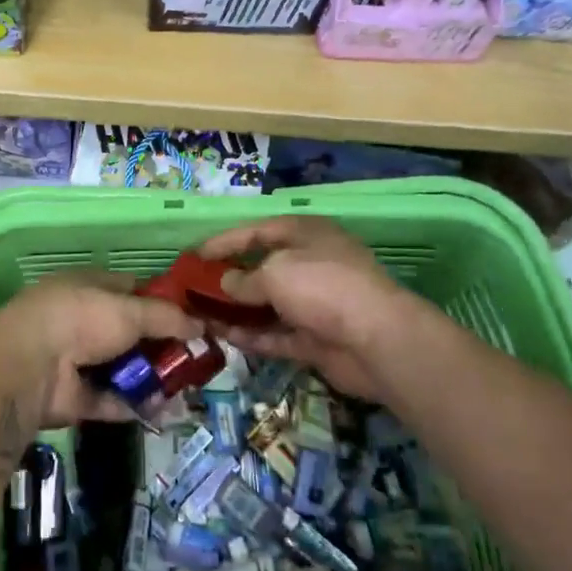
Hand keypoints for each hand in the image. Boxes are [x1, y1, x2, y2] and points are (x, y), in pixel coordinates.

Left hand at [0, 274, 202, 427]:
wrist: (29, 369)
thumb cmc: (80, 320)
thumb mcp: (130, 310)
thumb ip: (167, 317)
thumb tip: (201, 325)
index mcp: (88, 287)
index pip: (131, 289)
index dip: (163, 302)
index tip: (194, 317)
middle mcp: (82, 320)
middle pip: (131, 332)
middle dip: (162, 344)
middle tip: (198, 357)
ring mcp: (77, 360)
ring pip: (123, 367)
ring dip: (153, 377)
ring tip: (188, 387)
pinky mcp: (75, 397)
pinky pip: (113, 399)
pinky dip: (136, 404)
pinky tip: (166, 410)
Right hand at [197, 215, 442, 401]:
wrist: (377, 339)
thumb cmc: (323, 286)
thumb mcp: (275, 273)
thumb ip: (244, 279)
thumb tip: (226, 283)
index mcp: (305, 234)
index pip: (257, 231)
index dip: (224, 241)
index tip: (195, 255)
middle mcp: (310, 264)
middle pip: (263, 268)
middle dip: (230, 279)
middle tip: (196, 288)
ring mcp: (315, 303)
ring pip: (268, 305)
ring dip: (238, 311)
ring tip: (202, 316)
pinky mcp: (316, 339)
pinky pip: (278, 334)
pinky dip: (254, 336)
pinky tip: (225, 338)